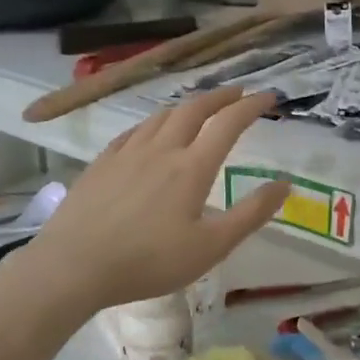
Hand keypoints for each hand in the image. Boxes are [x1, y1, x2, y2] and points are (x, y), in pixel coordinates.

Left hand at [23, 89, 290, 312]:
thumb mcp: (212, 247)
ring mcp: (127, 153)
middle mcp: (162, 149)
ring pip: (162, 115)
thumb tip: (286, 183)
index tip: (269, 97)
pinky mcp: (102, 163)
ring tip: (198, 109)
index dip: (252, 106)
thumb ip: (251, 214)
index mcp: (192, 167)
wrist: (74, 266)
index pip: (229, 123)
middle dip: (220, 97)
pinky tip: (150, 132)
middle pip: (194, 109)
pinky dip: (154, 123)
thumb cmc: (149, 262)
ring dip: (187, 106)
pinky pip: (134, 131)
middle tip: (238, 93)